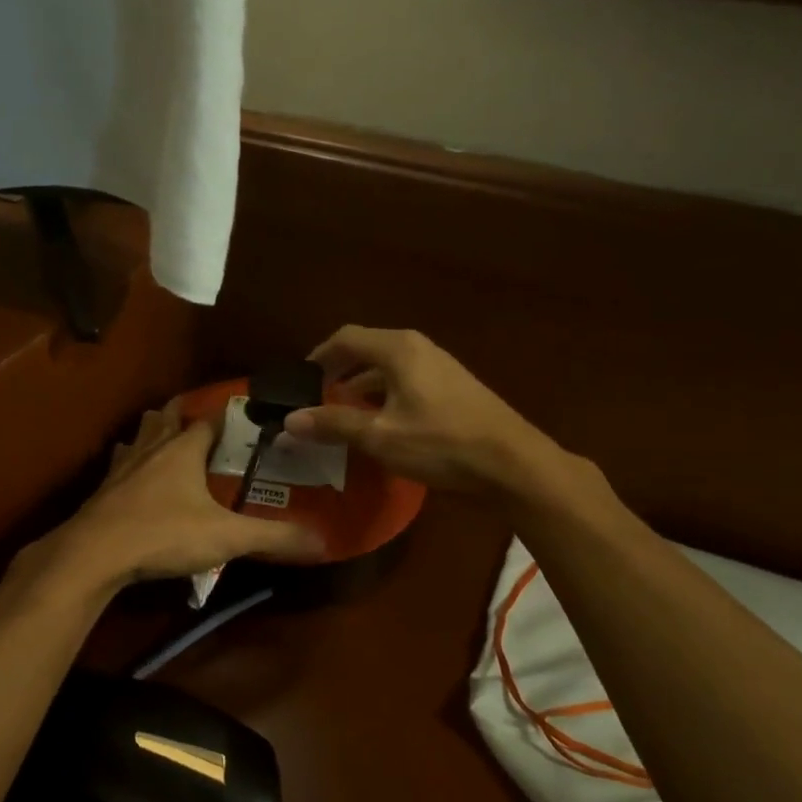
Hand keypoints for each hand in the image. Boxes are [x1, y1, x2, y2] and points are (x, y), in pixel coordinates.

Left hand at [46, 401, 324, 590]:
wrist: (94, 554)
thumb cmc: (163, 534)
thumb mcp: (226, 537)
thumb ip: (274, 538)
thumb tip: (323, 542)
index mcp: (183, 449)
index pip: (210, 419)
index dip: (227, 414)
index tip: (244, 413)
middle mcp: (151, 448)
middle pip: (166, 417)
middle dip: (182, 414)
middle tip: (200, 421)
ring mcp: (122, 467)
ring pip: (139, 436)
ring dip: (152, 433)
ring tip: (165, 440)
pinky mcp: (102, 490)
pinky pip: (119, 465)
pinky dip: (130, 464)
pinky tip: (131, 477)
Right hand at [283, 327, 554, 495]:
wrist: (512, 463)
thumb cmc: (441, 443)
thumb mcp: (379, 436)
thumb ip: (333, 424)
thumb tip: (289, 421)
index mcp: (398, 349)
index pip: (346, 338)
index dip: (319, 356)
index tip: (300, 379)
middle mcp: (418, 348)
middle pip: (367, 349)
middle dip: (339, 370)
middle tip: (316, 396)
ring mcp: (440, 366)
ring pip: (388, 367)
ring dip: (362, 385)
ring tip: (342, 411)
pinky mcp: (453, 387)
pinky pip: (406, 380)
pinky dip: (384, 394)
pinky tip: (381, 423)